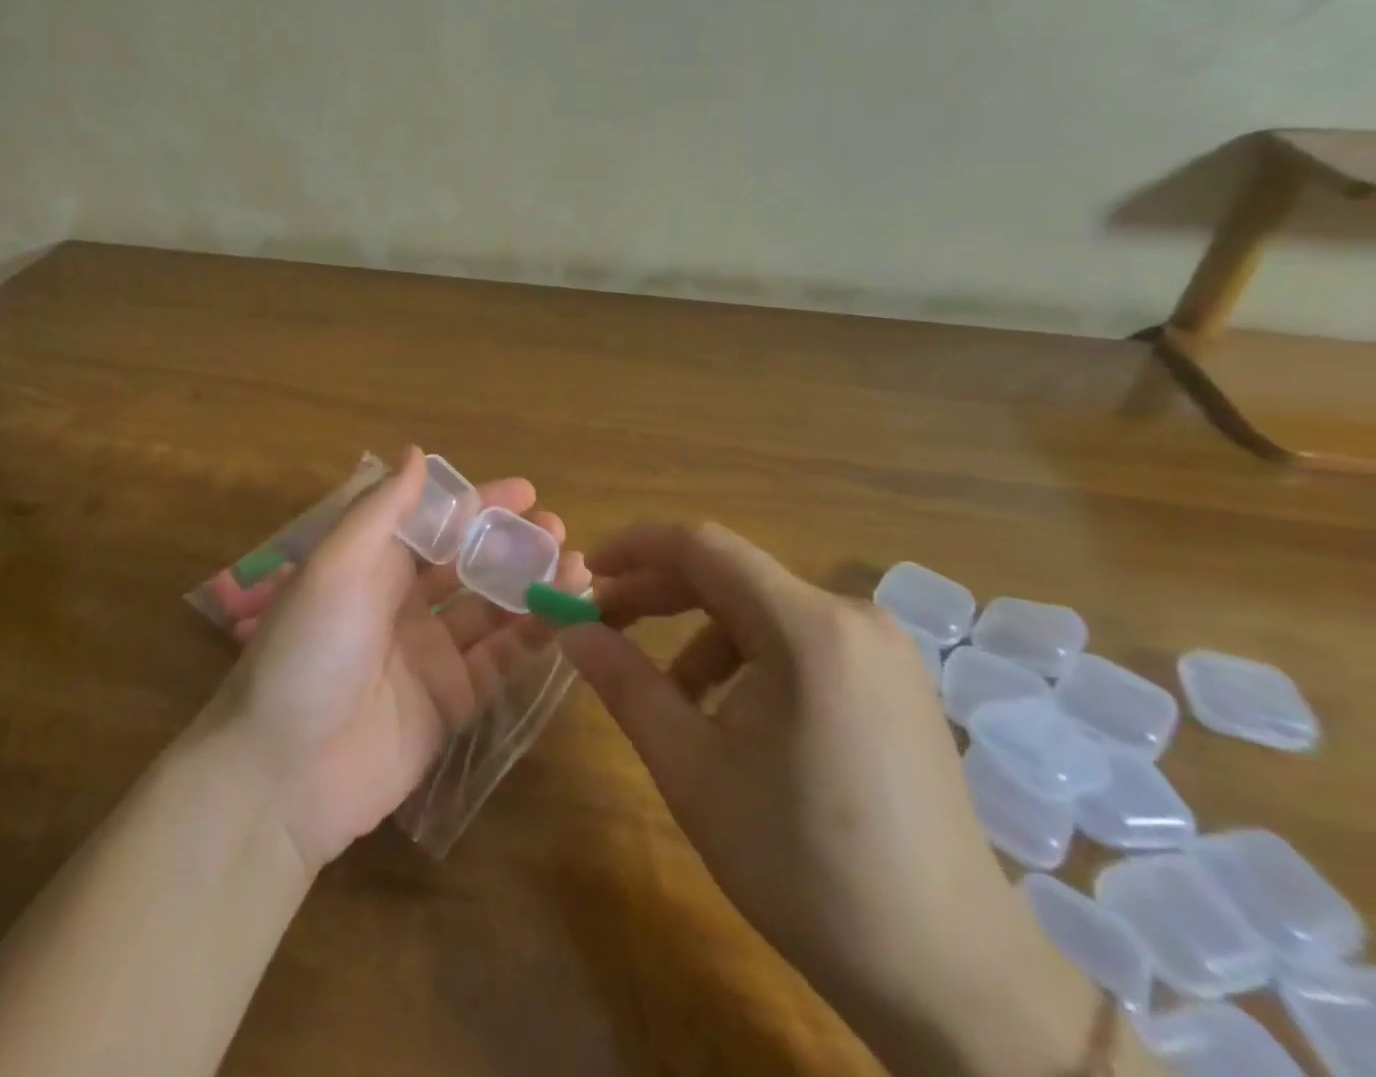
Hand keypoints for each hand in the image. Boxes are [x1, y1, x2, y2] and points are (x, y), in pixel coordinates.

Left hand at [202, 447, 586, 870]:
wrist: (284, 773)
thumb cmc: (309, 650)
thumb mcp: (337, 565)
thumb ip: (382, 509)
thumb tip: (416, 451)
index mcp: (370, 566)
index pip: (433, 523)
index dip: (477, 504)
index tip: (525, 491)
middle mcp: (401, 604)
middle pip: (467, 564)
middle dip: (511, 543)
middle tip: (558, 529)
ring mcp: (428, 654)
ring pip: (491, 609)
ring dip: (530, 584)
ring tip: (575, 565)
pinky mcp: (451, 702)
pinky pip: (500, 660)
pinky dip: (533, 635)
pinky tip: (567, 612)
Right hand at [560, 524, 1146, 1076]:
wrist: (953, 977)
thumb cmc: (806, 866)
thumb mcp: (692, 769)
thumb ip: (624, 683)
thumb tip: (571, 629)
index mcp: (808, 628)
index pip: (702, 546)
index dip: (635, 548)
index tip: (586, 573)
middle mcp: (852, 615)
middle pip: (732, 574)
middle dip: (659, 593)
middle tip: (603, 625)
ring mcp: (882, 647)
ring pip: (762, 608)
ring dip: (700, 633)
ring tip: (668, 695)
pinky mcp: (893, 679)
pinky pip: (799, 639)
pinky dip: (747, 657)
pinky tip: (731, 715)